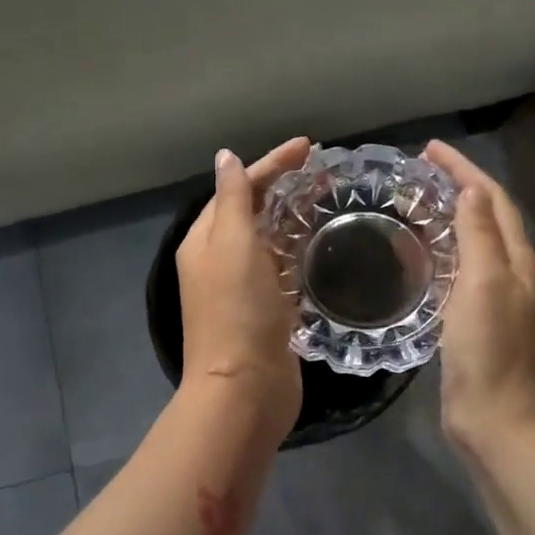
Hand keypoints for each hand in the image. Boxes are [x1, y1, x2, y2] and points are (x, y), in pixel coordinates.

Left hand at [176, 137, 309, 437]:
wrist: (246, 388)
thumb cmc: (238, 311)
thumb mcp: (233, 245)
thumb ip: (233, 200)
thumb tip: (225, 159)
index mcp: (205, 241)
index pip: (238, 188)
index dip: (271, 164)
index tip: (309, 146)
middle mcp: (219, 261)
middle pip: (252, 212)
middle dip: (283, 188)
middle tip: (324, 173)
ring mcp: (243, 289)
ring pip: (269, 242)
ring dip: (293, 219)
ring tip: (329, 201)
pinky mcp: (266, 312)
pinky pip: (282, 270)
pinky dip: (298, 253)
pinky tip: (321, 247)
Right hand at [422, 140, 534, 454]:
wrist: (495, 416)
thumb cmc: (489, 349)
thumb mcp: (484, 283)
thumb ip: (480, 234)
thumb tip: (472, 189)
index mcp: (517, 259)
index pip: (493, 198)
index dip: (464, 170)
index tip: (430, 149)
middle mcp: (511, 272)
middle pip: (487, 216)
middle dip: (457, 187)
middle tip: (418, 173)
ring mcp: (495, 298)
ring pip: (473, 243)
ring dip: (449, 218)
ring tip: (414, 204)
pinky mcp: (475, 320)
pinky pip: (460, 272)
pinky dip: (441, 253)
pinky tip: (418, 257)